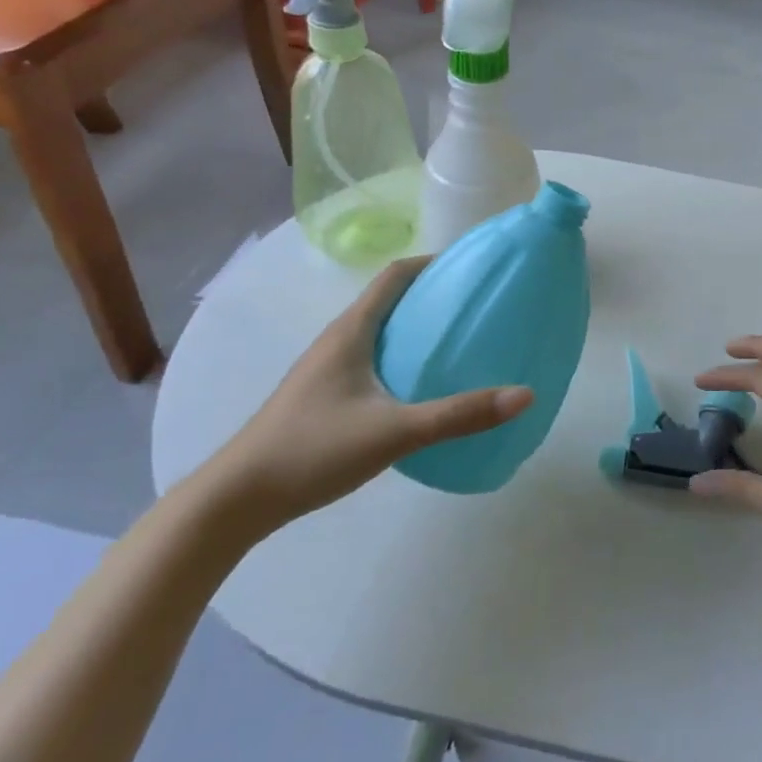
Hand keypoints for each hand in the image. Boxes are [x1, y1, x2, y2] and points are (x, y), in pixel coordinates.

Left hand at [203, 257, 531, 533]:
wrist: (238, 499)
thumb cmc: (314, 449)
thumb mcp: (395, 430)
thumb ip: (459, 415)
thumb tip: (524, 395)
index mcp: (352, 330)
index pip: (395, 275)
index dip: (432, 262)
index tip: (471, 267)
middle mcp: (338, 339)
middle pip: (390, 300)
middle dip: (432, 296)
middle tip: (476, 306)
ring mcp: (327, 368)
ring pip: (380, 331)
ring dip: (416, 328)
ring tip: (458, 342)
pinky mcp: (324, 395)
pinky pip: (372, 359)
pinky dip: (402, 357)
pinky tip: (421, 387)